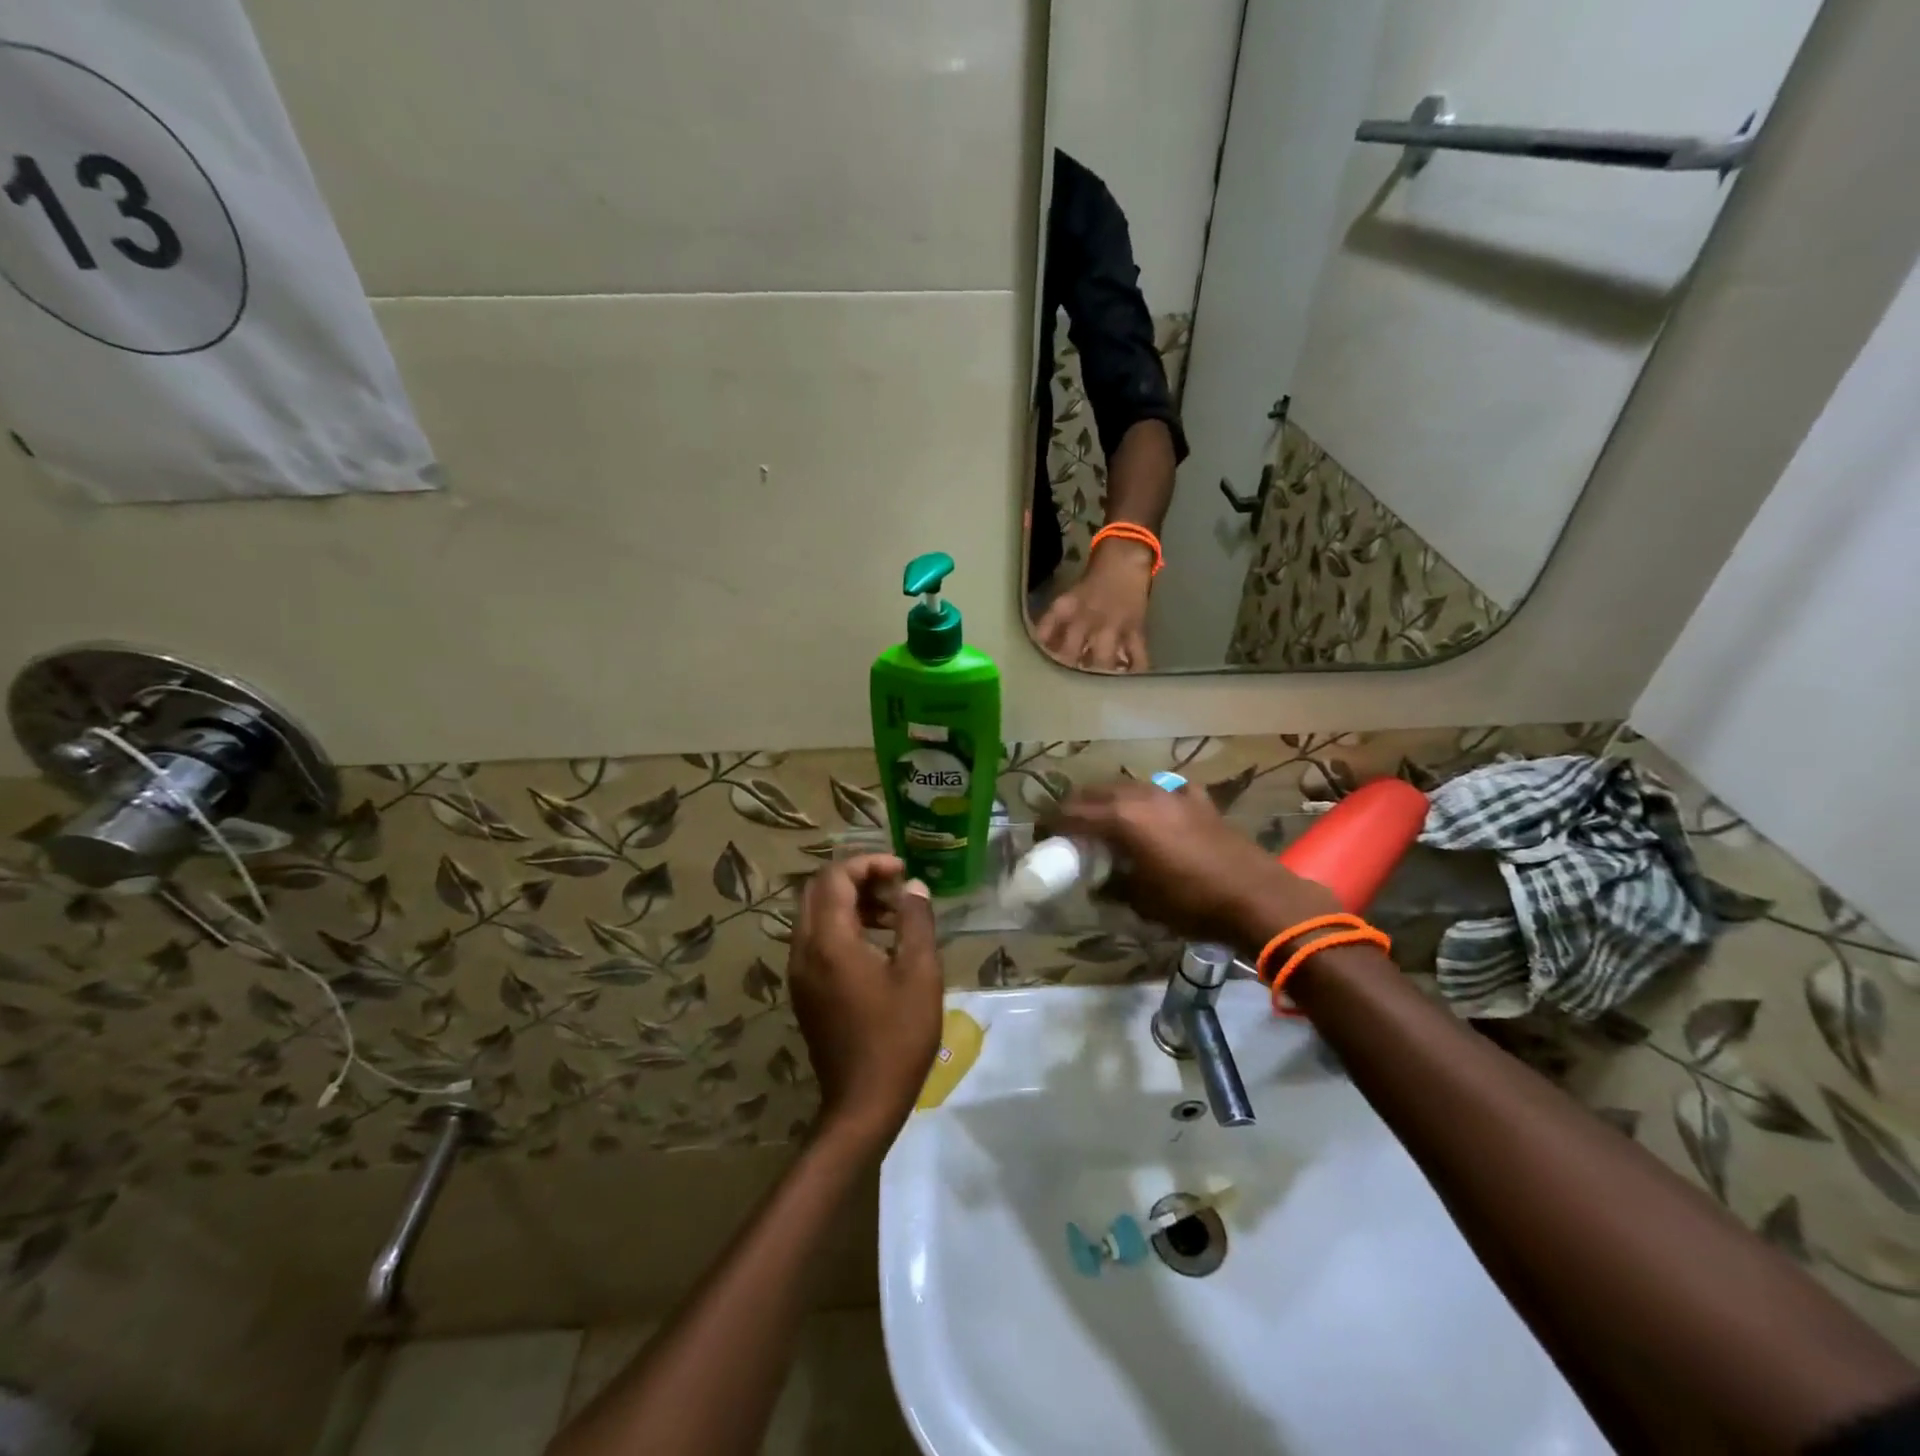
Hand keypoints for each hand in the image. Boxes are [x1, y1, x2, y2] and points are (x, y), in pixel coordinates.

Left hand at [787, 855, 942, 1153]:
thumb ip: (916, 921)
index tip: (902, 870)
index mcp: (829, 941)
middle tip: (895, 887)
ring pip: (815, 915)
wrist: (862, 1104)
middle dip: (857, 878)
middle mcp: (804, 950)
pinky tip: (876, 945)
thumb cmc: (897, 1037)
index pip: (835, 877)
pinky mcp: (803, 990)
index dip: (869, 863)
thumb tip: (913, 886)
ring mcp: (799, 972)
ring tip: (892, 915)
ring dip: (850, 902)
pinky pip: (815, 940)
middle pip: (818, 890)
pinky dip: (841, 926)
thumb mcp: (919, 974)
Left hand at [1034, 539, 1153, 671]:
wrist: (1125, 558)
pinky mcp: (1135, 630)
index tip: (1038, 665)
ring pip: (1102, 661)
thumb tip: (1043, 646)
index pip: (1044, 634)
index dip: (1040, 652)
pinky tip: (1129, 680)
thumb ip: (1054, 623)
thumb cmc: (1093, 578)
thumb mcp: (1067, 598)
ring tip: (1095, 684)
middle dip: (1067, 670)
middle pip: (1071, 655)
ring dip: (1097, 674)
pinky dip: (1134, 670)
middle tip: (1065, 682)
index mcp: (1067, 608)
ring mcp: (1112, 626)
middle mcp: (1087, 620)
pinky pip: (1136, 656)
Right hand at [1045, 780, 1338, 951]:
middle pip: (1096, 793)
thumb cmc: (1191, 903)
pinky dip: (1150, 803)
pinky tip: (1155, 818)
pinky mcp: (1198, 800)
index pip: (1071, 813)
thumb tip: (1099, 884)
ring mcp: (1172, 794)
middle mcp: (1142, 796)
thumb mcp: (1141, 901)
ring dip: (1111, 802)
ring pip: (1128, 788)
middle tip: (1069, 830)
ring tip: (1107, 823)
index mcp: (1121, 818)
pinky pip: (1163, 793)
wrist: (1256, 897)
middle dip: (1077, 808)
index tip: (1043, 836)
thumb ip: (1112, 885)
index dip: (1052, 824)